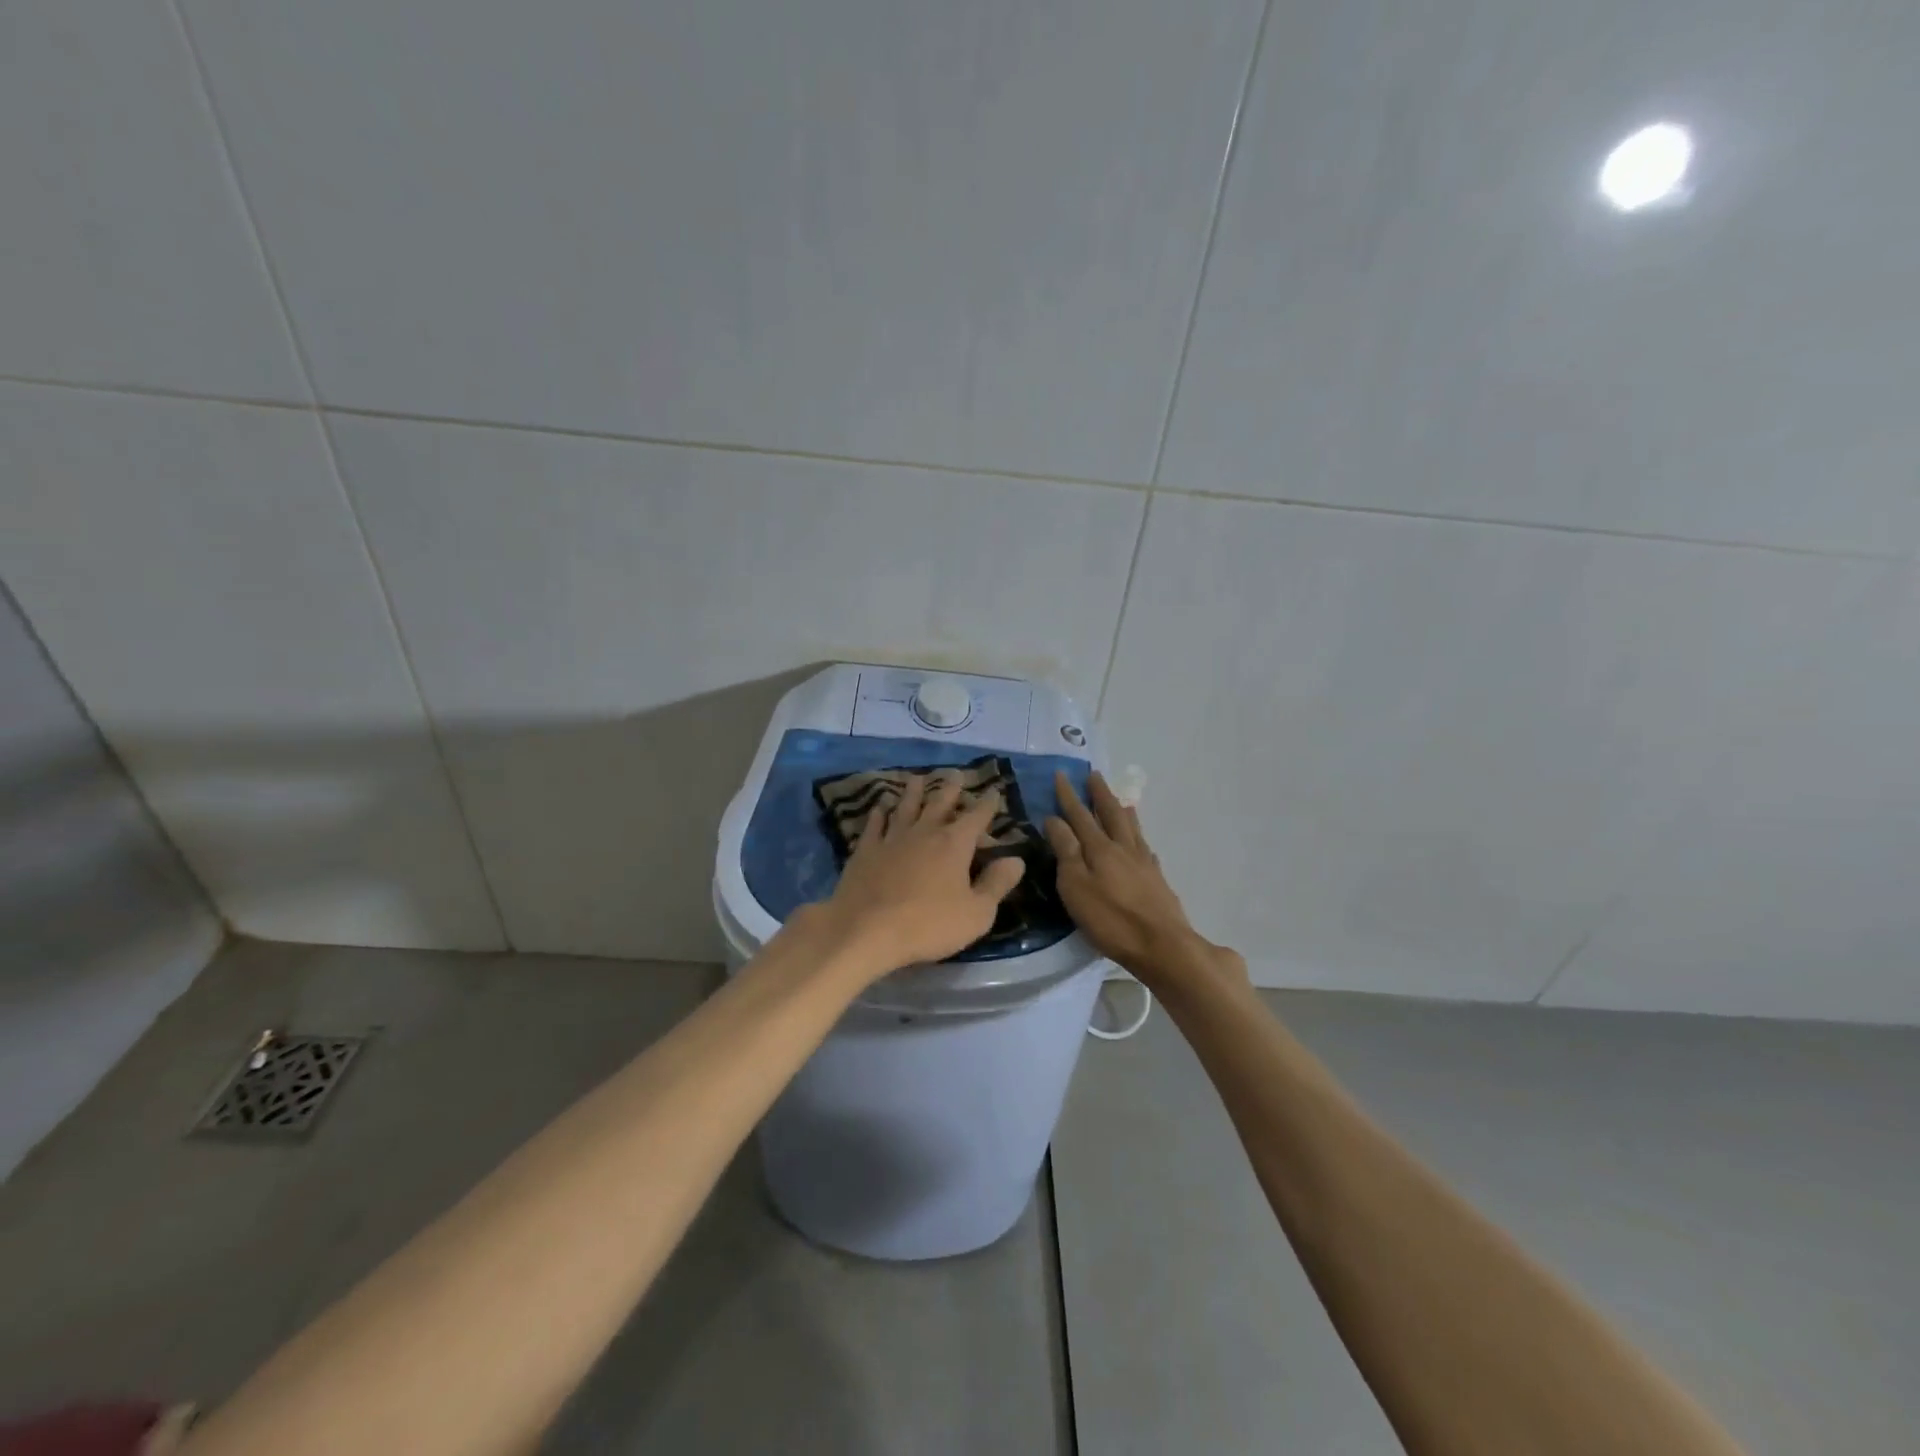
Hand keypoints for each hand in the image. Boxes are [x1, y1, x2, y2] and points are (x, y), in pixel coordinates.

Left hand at [806, 774, 1026, 981]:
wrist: (866, 930)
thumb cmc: (929, 925)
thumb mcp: (977, 913)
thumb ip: (997, 884)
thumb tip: (1016, 860)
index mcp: (954, 844)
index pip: (977, 817)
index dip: (987, 804)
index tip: (993, 790)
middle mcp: (924, 832)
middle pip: (940, 803)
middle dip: (951, 789)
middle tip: (956, 774)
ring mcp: (892, 839)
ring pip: (906, 807)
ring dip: (914, 792)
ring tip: (918, 779)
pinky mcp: (866, 851)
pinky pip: (875, 825)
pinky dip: (879, 813)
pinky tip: (880, 806)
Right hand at [1045, 770, 1245, 989]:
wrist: (1163, 946)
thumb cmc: (1111, 919)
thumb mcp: (1075, 886)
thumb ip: (1066, 850)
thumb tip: (1055, 819)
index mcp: (1100, 848)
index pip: (1080, 815)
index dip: (1069, 795)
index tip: (1061, 774)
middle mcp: (1124, 848)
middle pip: (1111, 814)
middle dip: (1100, 794)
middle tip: (1094, 775)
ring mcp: (1144, 863)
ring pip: (1132, 828)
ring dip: (1123, 811)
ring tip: (1121, 800)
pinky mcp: (1158, 880)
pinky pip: (1146, 848)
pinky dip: (1140, 839)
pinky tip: (1142, 844)